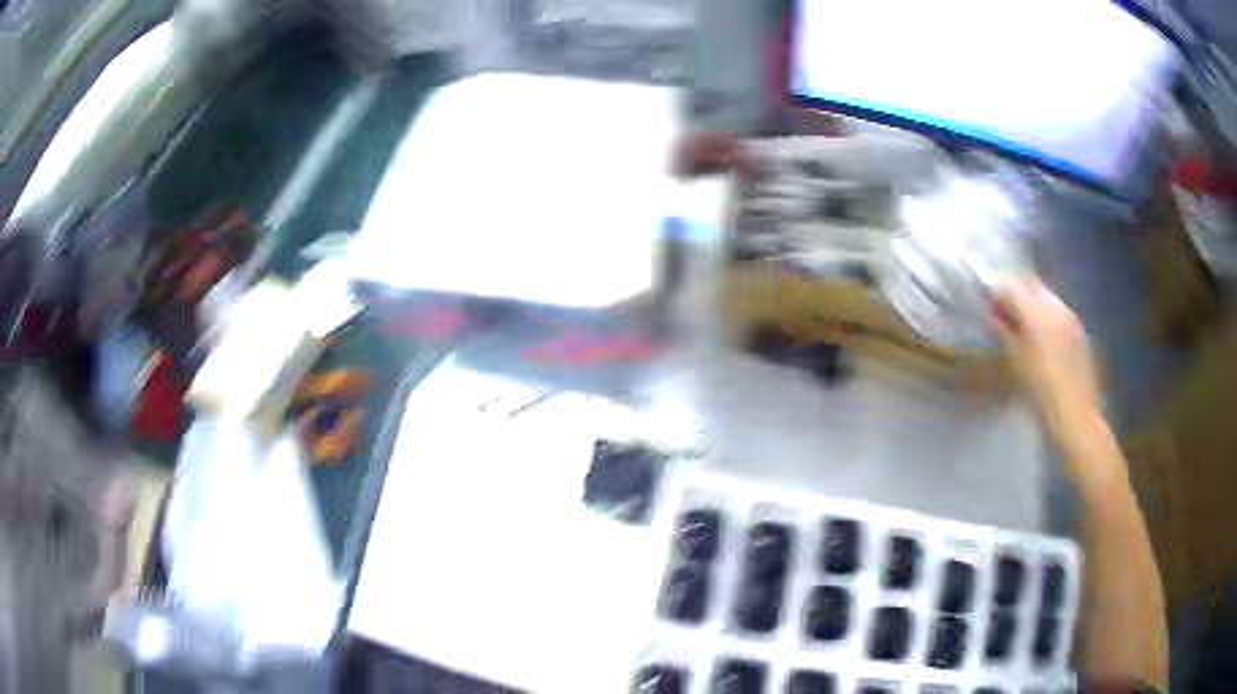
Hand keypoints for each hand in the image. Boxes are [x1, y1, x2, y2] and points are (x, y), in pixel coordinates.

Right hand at [991, 279, 1102, 447]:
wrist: (1076, 417)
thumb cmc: (1041, 394)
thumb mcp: (1017, 363)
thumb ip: (1004, 332)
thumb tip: (993, 314)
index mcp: (1036, 312)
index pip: (1011, 287)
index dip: (996, 292)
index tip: (986, 304)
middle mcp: (1054, 306)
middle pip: (1031, 284)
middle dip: (1015, 291)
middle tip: (1002, 309)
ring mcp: (1070, 316)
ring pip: (1046, 296)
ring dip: (1031, 302)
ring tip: (1021, 323)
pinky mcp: (1079, 329)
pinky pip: (1058, 310)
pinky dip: (1045, 314)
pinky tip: (1041, 335)